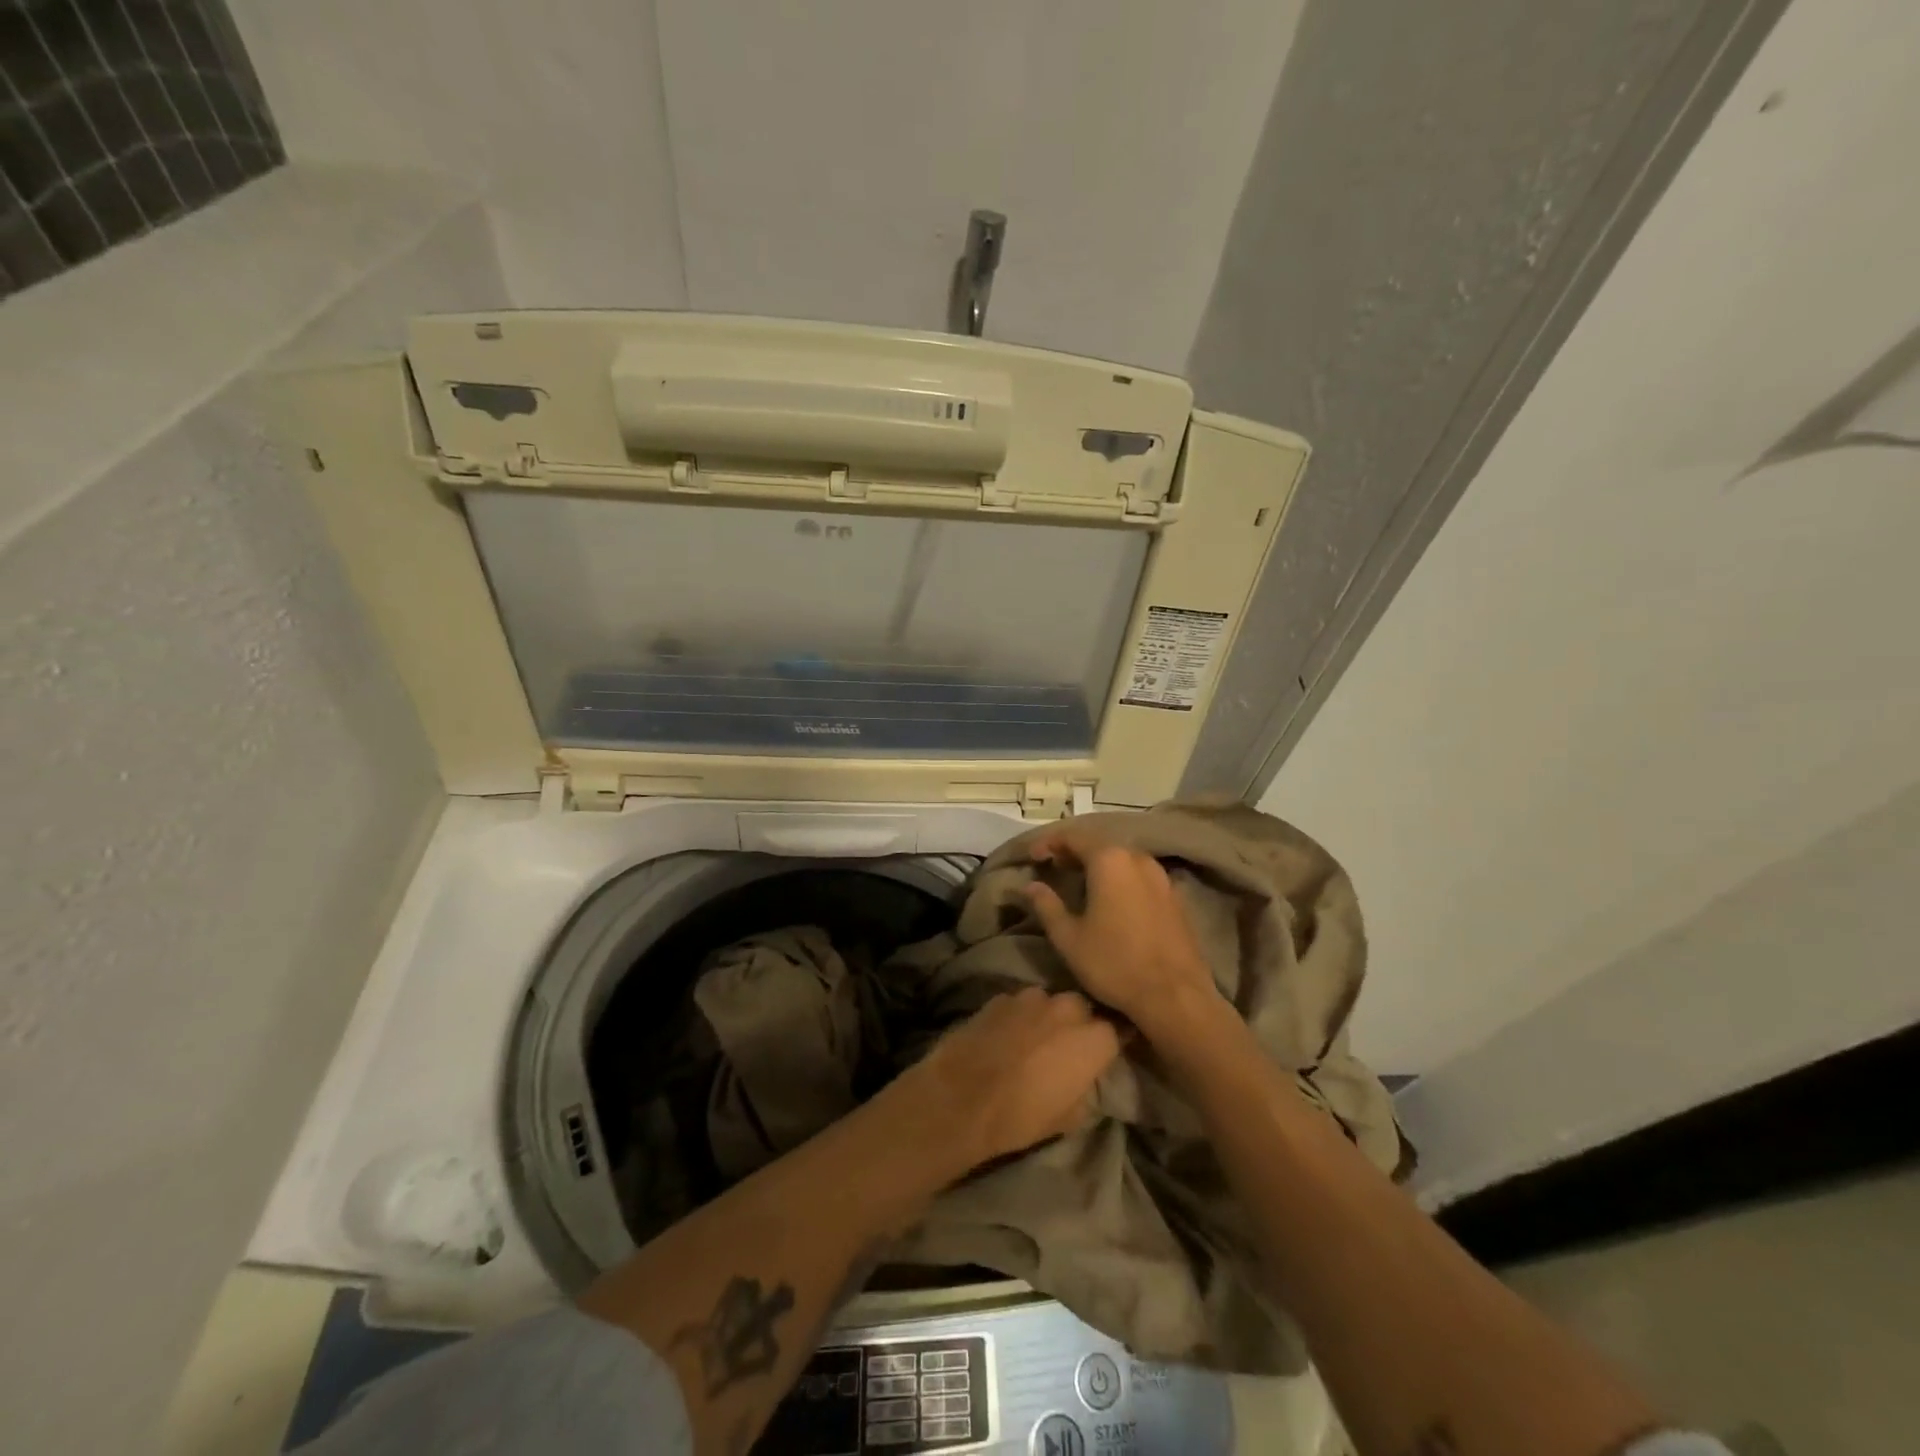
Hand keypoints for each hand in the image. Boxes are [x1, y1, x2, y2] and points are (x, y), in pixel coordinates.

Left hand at [889, 988, 1120, 1171]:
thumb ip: (1085, 1087)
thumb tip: (1083, 1078)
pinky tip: (1004, 1036)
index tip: (1102, 1054)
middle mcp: (1067, 1007)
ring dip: (1046, 1017)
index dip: (1108, 1044)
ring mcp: (1031, 997)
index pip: (1116, 1031)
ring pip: (1049, 1002)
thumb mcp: (1070, 1117)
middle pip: (1082, 1009)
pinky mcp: (1000, 997)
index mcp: (1094, 1038)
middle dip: (1078, 1024)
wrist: (963, 1098)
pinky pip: (1018, 1005)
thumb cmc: (1022, 1116)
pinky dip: (1017, 1017)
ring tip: (1031, 1041)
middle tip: (1064, 1048)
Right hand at [1022, 829, 1216, 1033]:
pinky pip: (1140, 876)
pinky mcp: (1175, 897)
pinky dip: (1120, 879)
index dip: (1049, 843)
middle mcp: (1138, 859)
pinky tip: (1112, 899)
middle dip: (1074, 852)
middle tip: (1053, 866)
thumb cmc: (1114, 964)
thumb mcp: (1068, 938)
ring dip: (1099, 865)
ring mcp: (1161, 877)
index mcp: (1109, 860)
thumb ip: (1047, 905)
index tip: (1033, 856)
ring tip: (1080, 881)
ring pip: (1123, 859)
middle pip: (1100, 844)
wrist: (1175, 997)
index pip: (1073, 837)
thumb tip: (1030, 886)